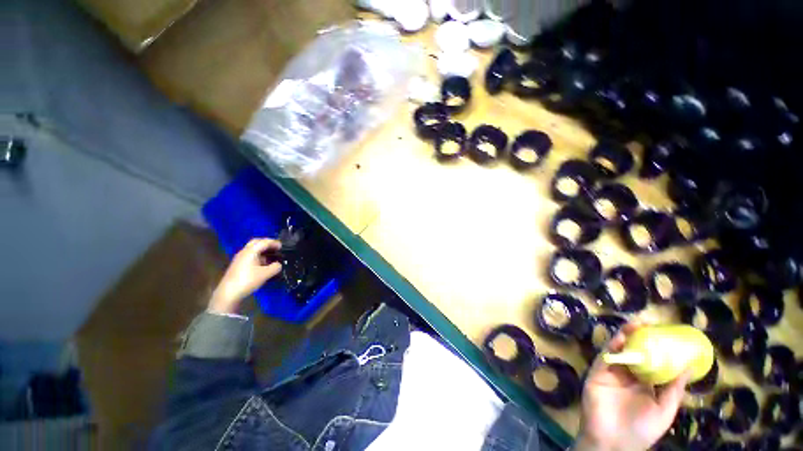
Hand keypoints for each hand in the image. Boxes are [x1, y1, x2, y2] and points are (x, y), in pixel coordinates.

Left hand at [208, 239, 281, 314]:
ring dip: (263, 250)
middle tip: (276, 248)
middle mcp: (244, 252)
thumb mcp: (266, 274)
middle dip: (267, 243)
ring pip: (253, 249)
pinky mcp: (238, 265)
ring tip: (272, 256)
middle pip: (256, 242)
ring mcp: (240, 258)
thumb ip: (275, 267)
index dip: (274, 243)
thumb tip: (278, 264)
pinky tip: (264, 264)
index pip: (264, 242)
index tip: (282, 247)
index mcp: (250, 251)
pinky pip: (250, 255)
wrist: (228, 293)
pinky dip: (259, 256)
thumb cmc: (247, 280)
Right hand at [574, 320, 690, 450]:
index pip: (650, 361)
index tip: (664, 333)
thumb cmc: (641, 429)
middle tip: (648, 324)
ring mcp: (611, 373)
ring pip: (618, 351)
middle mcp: (628, 375)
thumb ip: (674, 390)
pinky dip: (613, 346)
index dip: (656, 347)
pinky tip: (622, 338)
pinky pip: (605, 357)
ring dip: (625, 337)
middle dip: (640, 338)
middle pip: (633, 352)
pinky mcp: (597, 373)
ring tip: (636, 324)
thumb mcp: (664, 410)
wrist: (613, 441)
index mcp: (644, 384)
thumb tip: (688, 367)